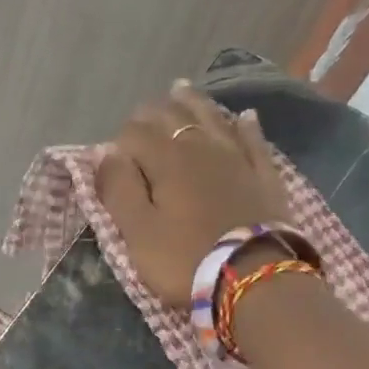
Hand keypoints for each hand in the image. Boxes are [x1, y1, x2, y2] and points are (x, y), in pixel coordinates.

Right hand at [96, 80, 291, 303]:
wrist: (255, 278)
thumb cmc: (185, 259)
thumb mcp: (138, 232)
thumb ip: (119, 189)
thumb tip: (104, 152)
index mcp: (166, 160)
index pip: (135, 134)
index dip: (119, 142)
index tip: (113, 160)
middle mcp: (201, 147)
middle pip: (173, 117)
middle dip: (152, 114)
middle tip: (140, 117)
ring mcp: (237, 158)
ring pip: (212, 118)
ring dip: (193, 103)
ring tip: (180, 89)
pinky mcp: (264, 176)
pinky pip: (254, 141)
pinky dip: (246, 125)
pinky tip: (245, 116)